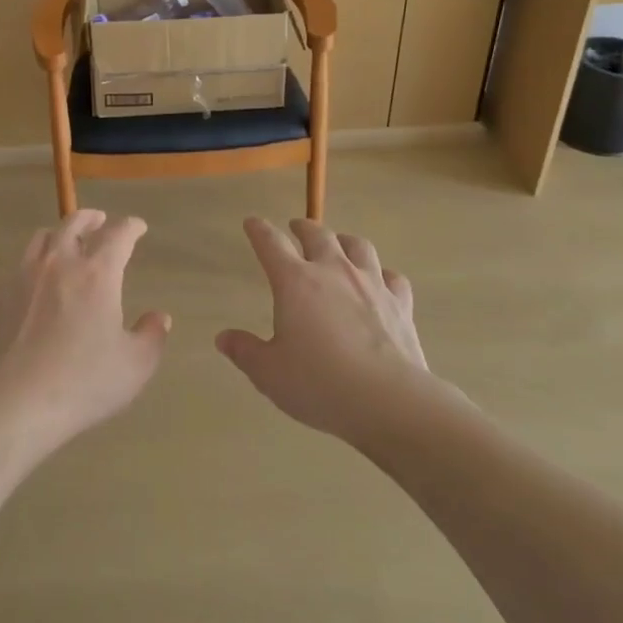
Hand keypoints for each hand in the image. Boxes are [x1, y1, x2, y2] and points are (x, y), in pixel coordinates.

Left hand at [0, 211, 170, 451]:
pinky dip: (37, 260)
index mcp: (98, 273)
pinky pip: (22, 262)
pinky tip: (40, 278)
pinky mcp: (3, 293)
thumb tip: (160, 317)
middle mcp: (61, 262)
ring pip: (44, 236)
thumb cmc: (83, 382)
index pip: (118, 234)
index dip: (131, 227)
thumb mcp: (135, 366)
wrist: (16, 401)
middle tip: (101, 220)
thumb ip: (152, 336)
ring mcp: (27, 275)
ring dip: (61, 233)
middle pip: (75, 223)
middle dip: (92, 218)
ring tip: (67, 242)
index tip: (138, 227)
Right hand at [216, 218, 429, 441]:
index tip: (252, 222)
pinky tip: (381, 281)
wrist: (386, 399)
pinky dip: (383, 275)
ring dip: (345, 241)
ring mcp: (371, 284)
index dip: (259, 231)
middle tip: (296, 227)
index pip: (271, 244)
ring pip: (358, 246)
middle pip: (318, 235)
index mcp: (295, 282)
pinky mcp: (400, 304)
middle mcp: (333, 271)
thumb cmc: (318, 383)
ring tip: (339, 243)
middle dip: (303, 227)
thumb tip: (223, 338)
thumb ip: (245, 351)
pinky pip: (393, 277)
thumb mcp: (269, 372)